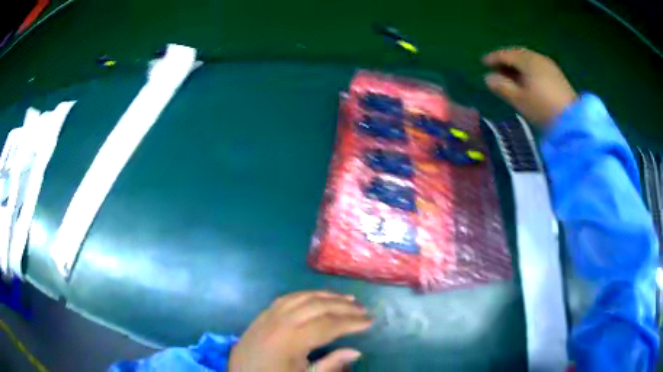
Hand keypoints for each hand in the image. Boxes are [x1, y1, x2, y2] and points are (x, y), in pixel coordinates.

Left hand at [228, 291, 372, 371]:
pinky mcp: (261, 316)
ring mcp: (267, 316)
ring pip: (301, 297)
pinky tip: (315, 298)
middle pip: (317, 306)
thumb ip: (330, 366)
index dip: (351, 322)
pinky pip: (286, 298)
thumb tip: (355, 351)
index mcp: (290, 341)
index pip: (328, 325)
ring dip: (326, 296)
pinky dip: (305, 295)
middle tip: (362, 309)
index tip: (370, 321)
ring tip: (346, 298)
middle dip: (343, 306)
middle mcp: (279, 322)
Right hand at [483, 47, 577, 124]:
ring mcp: (549, 66)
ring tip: (510, 74)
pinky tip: (526, 79)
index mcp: (528, 61)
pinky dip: (527, 69)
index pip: (506, 54)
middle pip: (518, 54)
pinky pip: (537, 66)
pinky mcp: (557, 75)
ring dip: (517, 65)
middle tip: (496, 67)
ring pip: (528, 60)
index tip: (483, 62)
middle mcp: (538, 58)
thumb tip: (488, 78)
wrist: (572, 121)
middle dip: (506, 59)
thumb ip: (502, 87)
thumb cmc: (542, 109)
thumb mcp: (519, 100)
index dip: (493, 57)